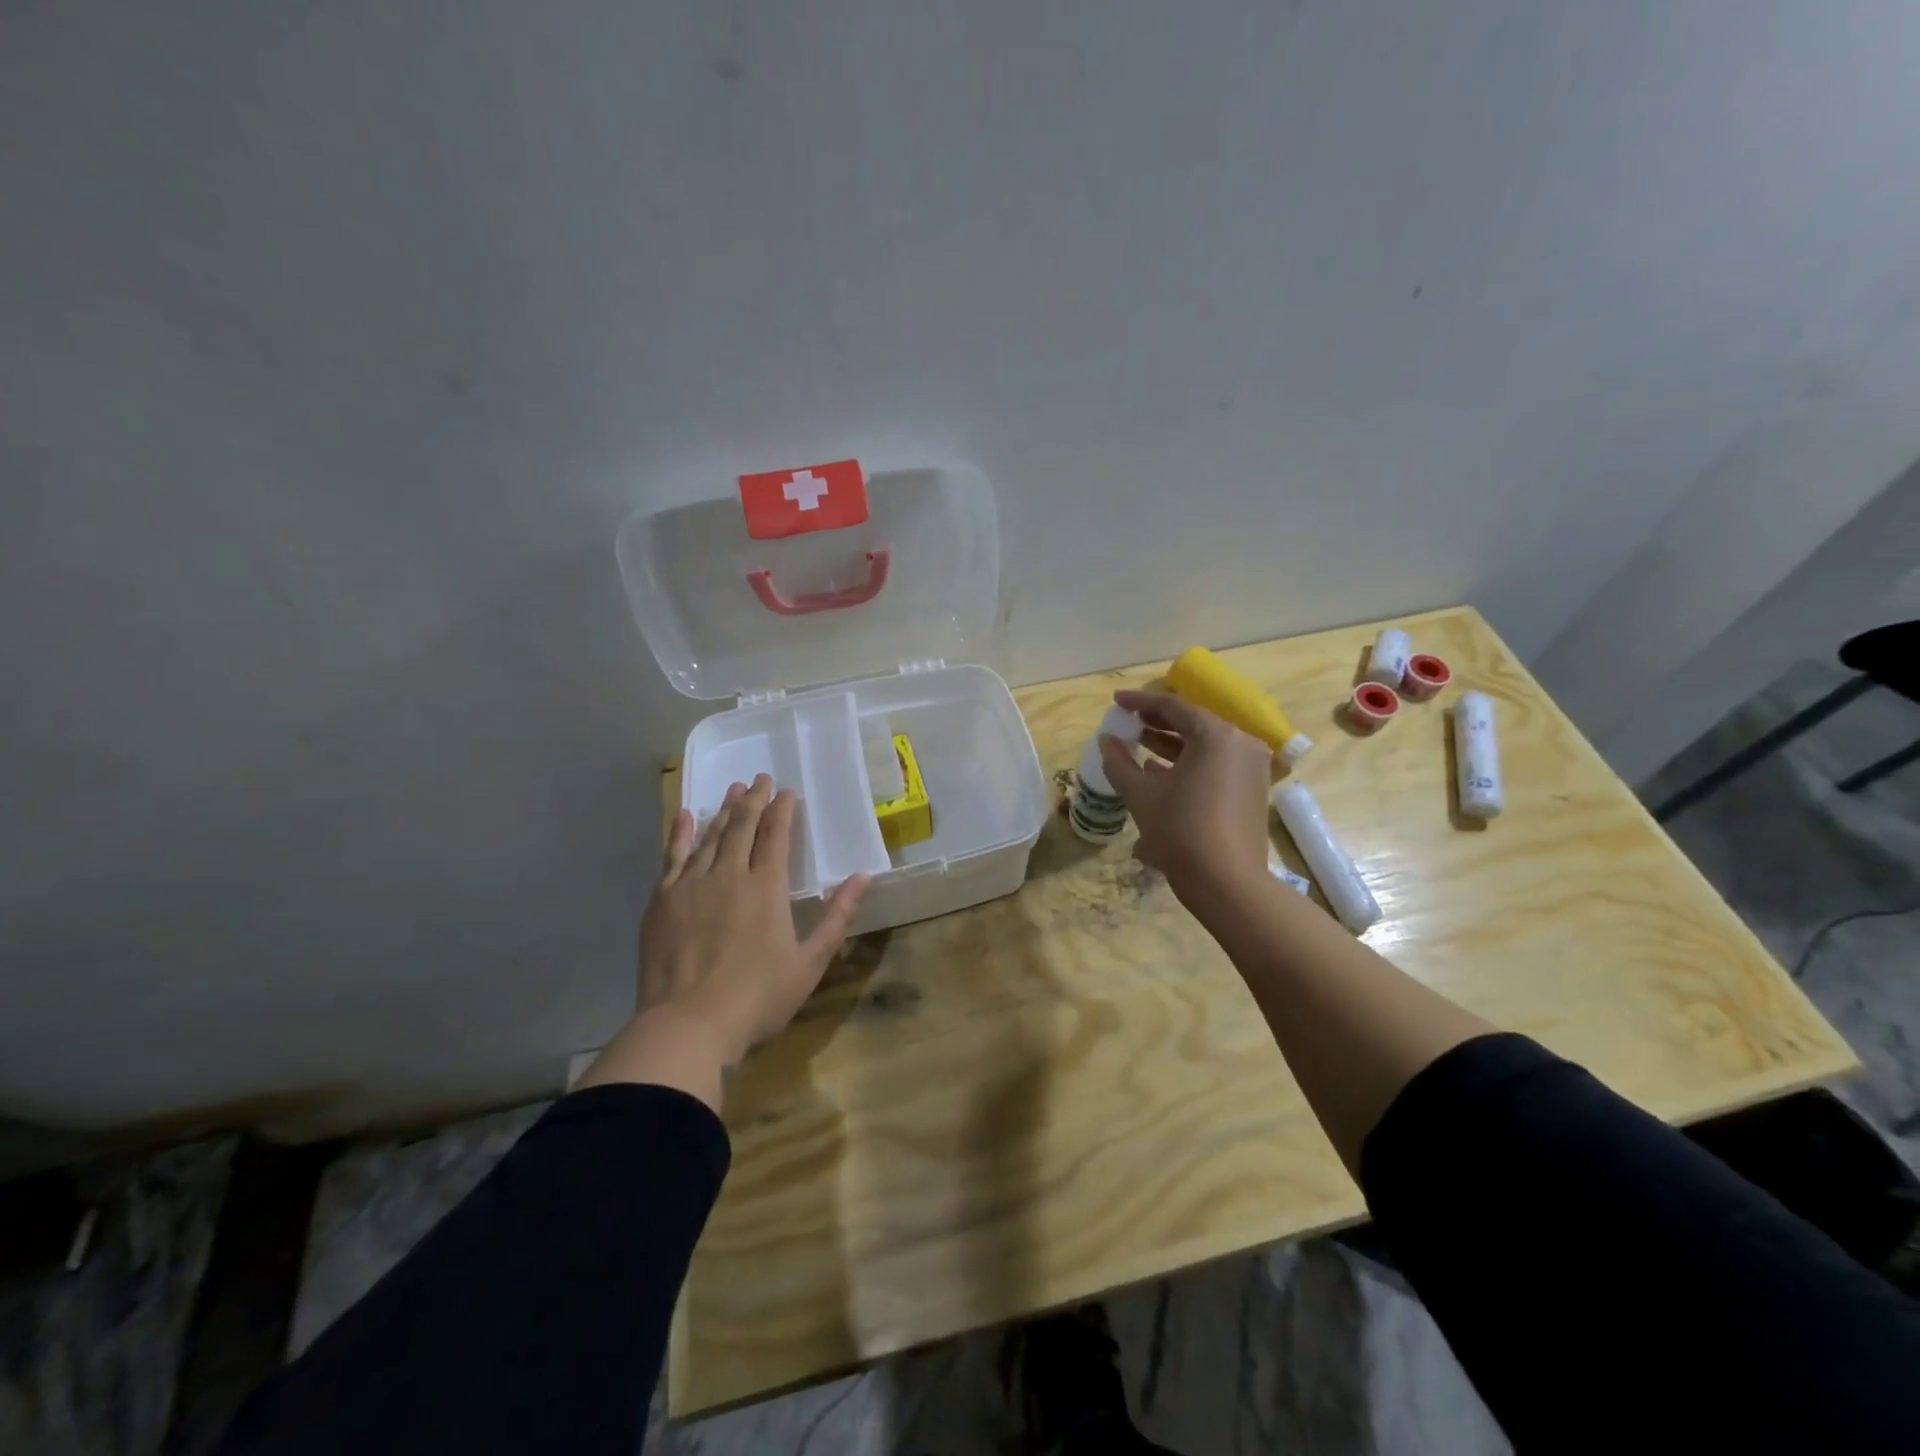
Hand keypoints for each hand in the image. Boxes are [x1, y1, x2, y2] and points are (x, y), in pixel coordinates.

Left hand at [638, 774, 869, 1063]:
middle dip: (754, 800)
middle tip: (760, 778)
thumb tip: (863, 877)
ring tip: (733, 791)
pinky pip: (672, 857)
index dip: (783, 810)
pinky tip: (685, 817)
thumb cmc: (757, 998)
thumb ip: (837, 916)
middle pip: (743, 827)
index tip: (787, 791)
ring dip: (723, 811)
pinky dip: (680, 834)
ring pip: (710, 837)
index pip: (776, 836)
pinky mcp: (662, 901)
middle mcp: (729, 875)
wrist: (687, 1025)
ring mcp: (691, 885)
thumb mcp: (810, 962)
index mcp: (766, 887)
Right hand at [1098, 689, 1273, 901]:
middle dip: (1157, 722)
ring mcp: (1251, 767)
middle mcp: (1240, 743)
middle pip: (1192, 723)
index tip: (1116, 702)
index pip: (1173, 707)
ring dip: (1171, 743)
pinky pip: (1216, 764)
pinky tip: (1160, 771)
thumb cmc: (1180, 831)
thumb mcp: (1141, 794)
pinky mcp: (1252, 789)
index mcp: (1216, 736)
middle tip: (1127, 721)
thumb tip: (1106, 740)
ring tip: (1138, 743)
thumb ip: (1119, 761)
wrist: (1227, 884)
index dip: (1140, 702)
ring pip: (1205, 745)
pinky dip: (1189, 762)